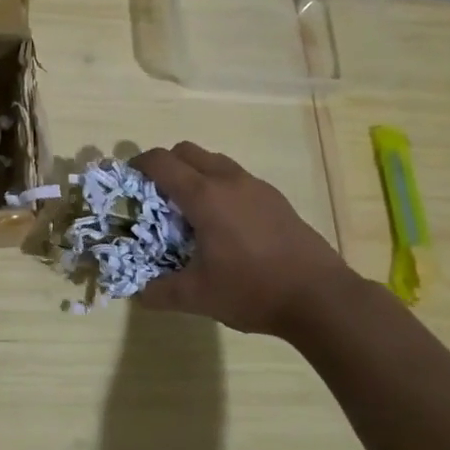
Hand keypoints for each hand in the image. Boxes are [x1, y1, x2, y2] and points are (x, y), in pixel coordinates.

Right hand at [132, 142, 353, 336]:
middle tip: (156, 196)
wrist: (322, 298)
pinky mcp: (276, 199)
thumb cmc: (253, 290)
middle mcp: (228, 181)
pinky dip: (220, 187)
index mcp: (204, 196)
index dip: (139, 165)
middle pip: (187, 151)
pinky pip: (236, 178)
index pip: (162, 162)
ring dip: (194, 173)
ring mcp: (256, 186)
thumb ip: (160, 292)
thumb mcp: (198, 297)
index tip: (128, 181)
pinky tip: (224, 223)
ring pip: (214, 161)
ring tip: (190, 210)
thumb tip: (138, 293)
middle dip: (165, 165)